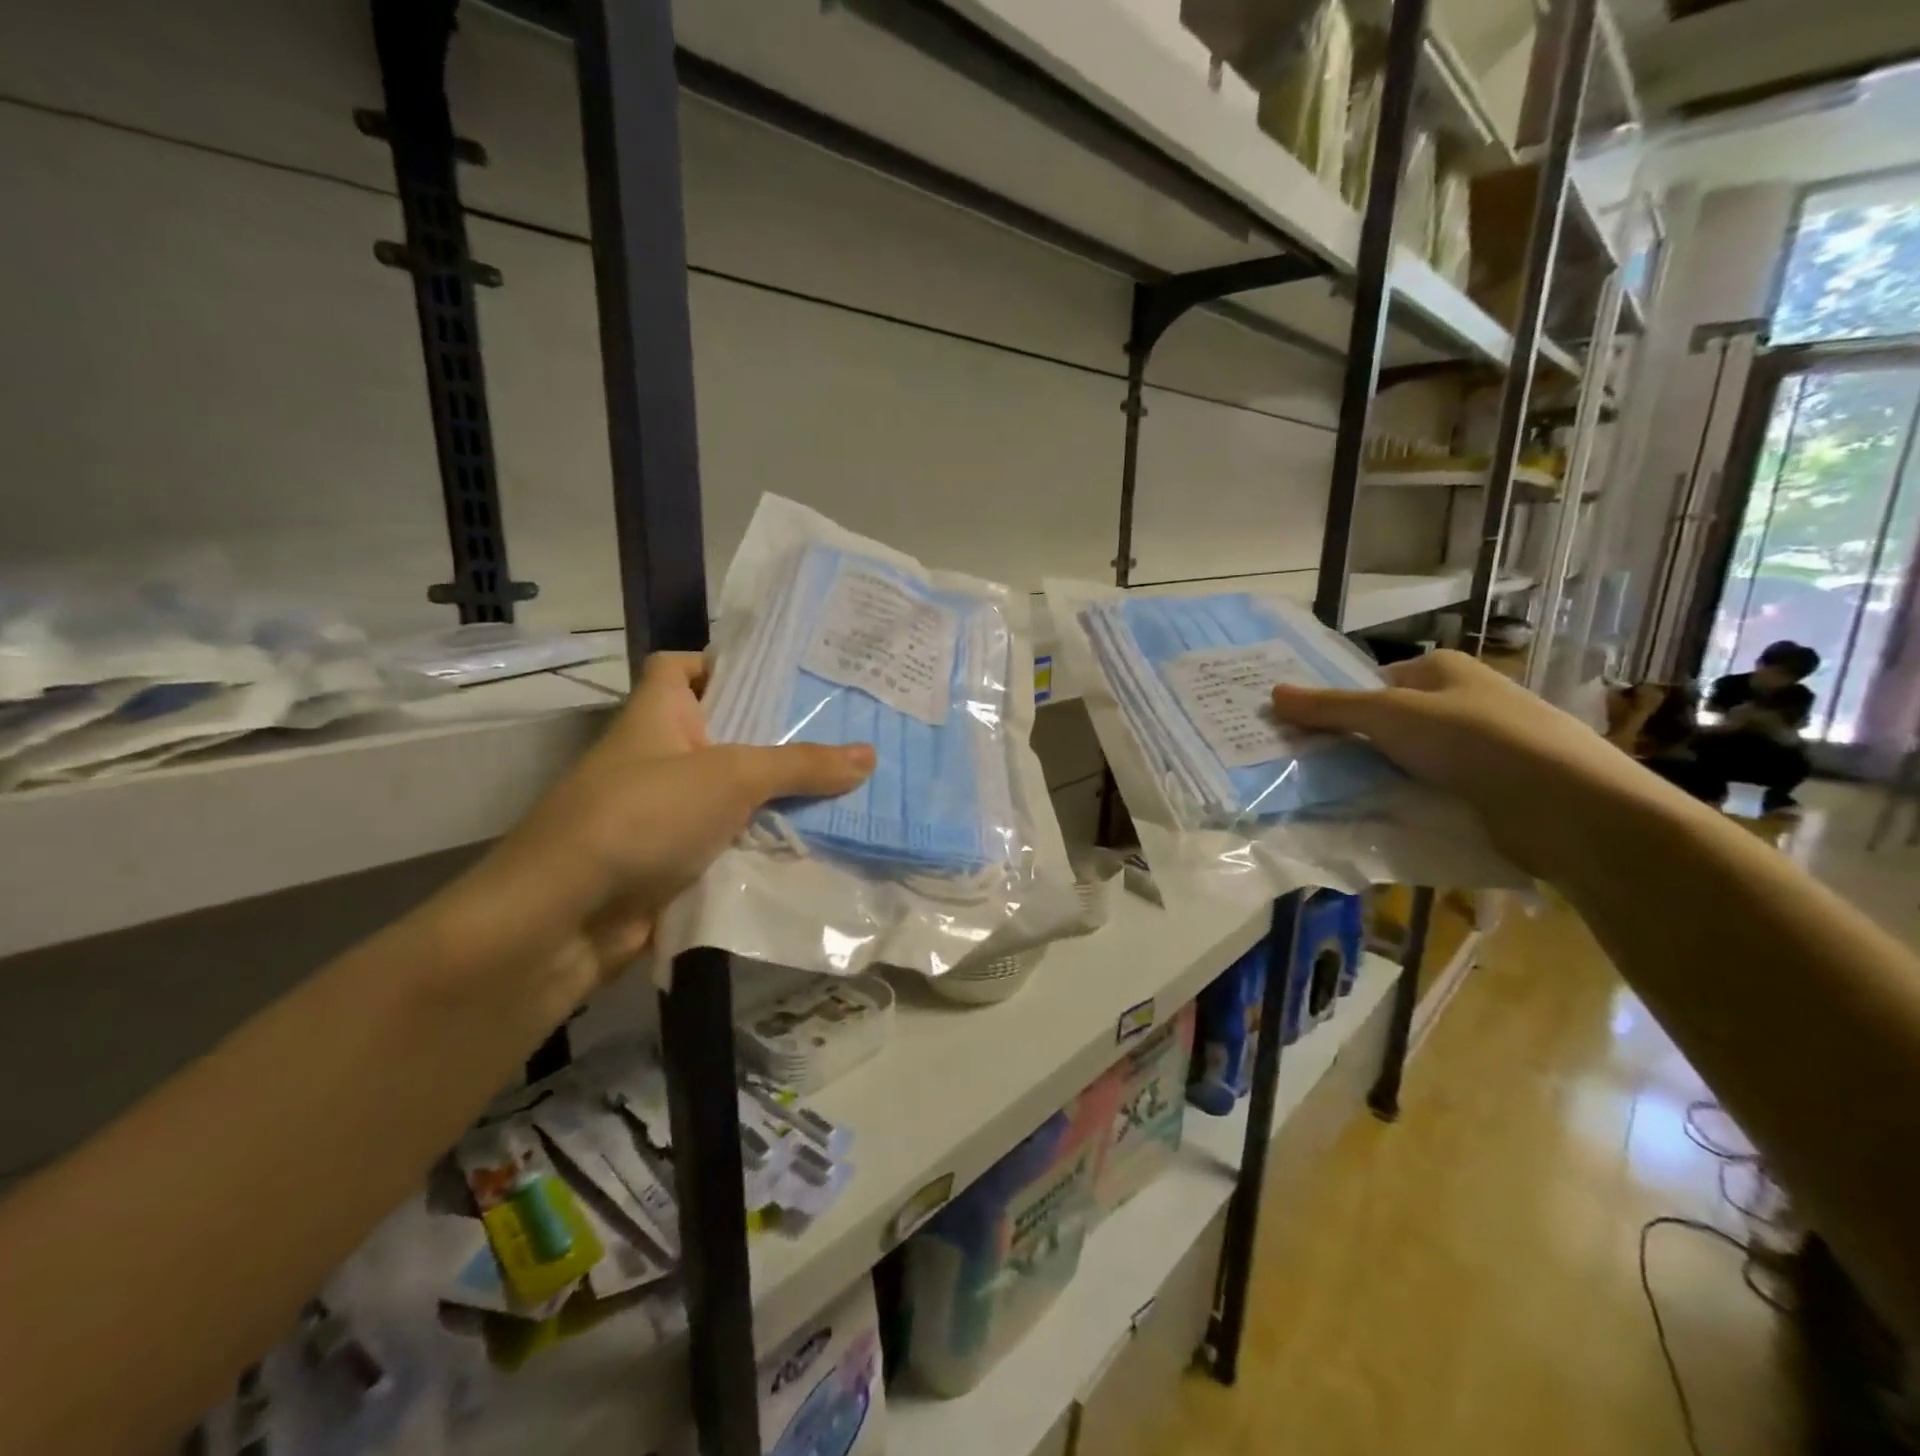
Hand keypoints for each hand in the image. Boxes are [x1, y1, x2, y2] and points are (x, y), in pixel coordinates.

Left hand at [471, 653, 872, 984]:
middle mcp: (660, 757)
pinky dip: (765, 843)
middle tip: (845, 731)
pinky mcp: (675, 863)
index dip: (723, 663)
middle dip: (779, 734)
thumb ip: (801, 765)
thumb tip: (870, 755)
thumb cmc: (642, 816)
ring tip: (849, 786)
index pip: (681, 667)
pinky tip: (818, 843)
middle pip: (725, 732)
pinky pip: (731, 842)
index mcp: (657, 715)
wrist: (563, 920)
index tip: (782, 676)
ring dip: (780, 796)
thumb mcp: (731, 777)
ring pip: (734, 794)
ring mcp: (665, 814)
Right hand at [1268, 649, 1659, 873]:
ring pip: (1405, 760)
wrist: (1566, 804)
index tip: (1297, 732)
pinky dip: (1403, 801)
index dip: (1335, 704)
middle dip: (1349, 744)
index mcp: (1441, 670)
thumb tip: (1273, 693)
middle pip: (1386, 723)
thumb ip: (1331, 707)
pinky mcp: (1486, 789)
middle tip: (1303, 767)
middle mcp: (1460, 702)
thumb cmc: (1474, 739)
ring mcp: (1476, 747)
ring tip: (1328, 796)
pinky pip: (1428, 790)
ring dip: (1374, 777)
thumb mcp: (1389, 714)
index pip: (1372, 683)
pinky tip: (1374, 817)